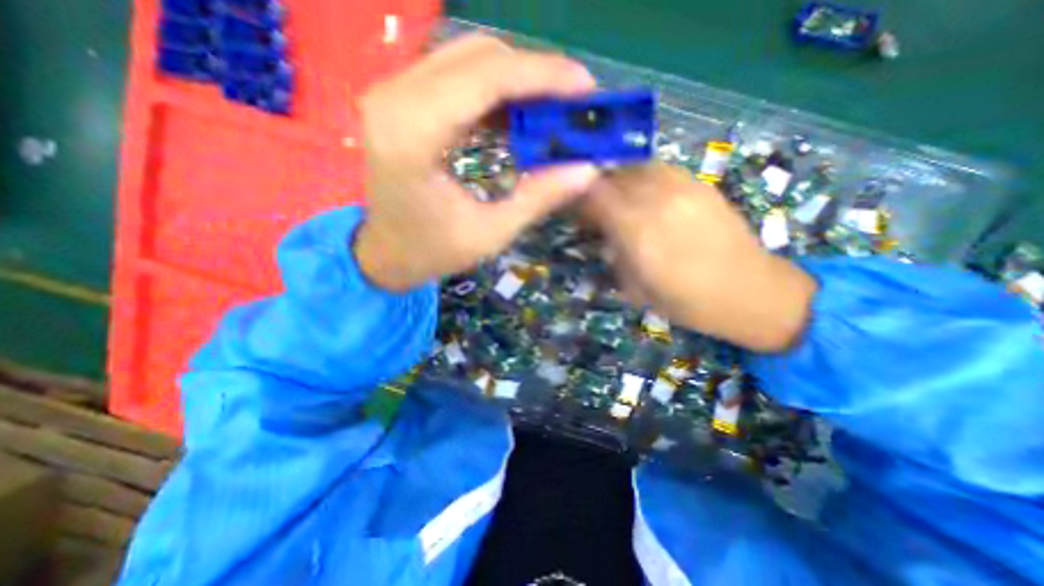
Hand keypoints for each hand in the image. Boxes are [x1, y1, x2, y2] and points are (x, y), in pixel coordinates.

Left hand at [357, 34, 604, 289]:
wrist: (386, 252)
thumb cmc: (433, 251)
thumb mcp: (491, 234)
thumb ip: (537, 198)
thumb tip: (587, 169)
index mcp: (412, 136)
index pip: (485, 79)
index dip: (541, 76)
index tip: (585, 87)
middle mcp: (395, 99)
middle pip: (479, 57)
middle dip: (535, 74)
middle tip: (574, 101)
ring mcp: (393, 94)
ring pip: (468, 58)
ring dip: (517, 79)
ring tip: (552, 108)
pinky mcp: (401, 100)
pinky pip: (457, 75)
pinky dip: (495, 90)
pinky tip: (517, 114)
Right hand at [585, 162, 814, 351]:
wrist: (750, 292)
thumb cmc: (686, 301)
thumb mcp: (634, 289)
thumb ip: (613, 255)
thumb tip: (602, 234)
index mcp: (638, 232)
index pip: (595, 195)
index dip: (578, 199)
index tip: (576, 213)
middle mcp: (658, 201)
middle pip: (613, 176)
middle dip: (596, 189)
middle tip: (594, 208)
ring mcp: (683, 188)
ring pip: (636, 167)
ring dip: (619, 181)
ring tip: (618, 201)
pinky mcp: (700, 184)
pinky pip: (660, 169)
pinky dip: (643, 178)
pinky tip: (646, 196)